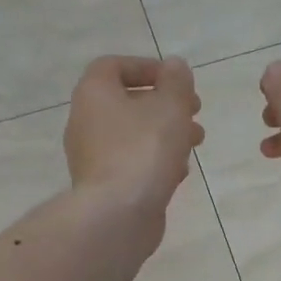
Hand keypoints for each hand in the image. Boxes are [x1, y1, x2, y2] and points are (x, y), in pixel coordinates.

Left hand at [64, 55, 203, 233]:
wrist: (117, 214)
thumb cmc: (144, 150)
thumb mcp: (170, 106)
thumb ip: (176, 82)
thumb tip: (174, 67)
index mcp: (93, 93)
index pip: (113, 66)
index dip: (147, 67)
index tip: (177, 81)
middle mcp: (85, 121)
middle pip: (127, 102)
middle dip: (164, 105)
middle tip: (194, 111)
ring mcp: (92, 157)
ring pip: (132, 135)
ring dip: (165, 134)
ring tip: (196, 142)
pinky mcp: (103, 186)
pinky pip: (131, 163)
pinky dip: (155, 161)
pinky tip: (179, 173)